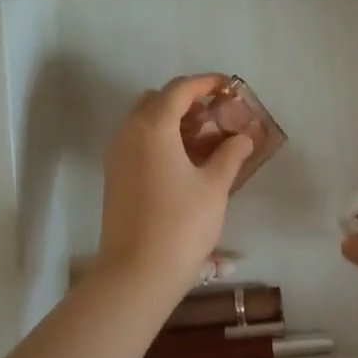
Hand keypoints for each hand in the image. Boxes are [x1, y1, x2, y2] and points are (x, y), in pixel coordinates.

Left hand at [95, 74, 252, 302]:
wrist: (136, 274)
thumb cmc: (181, 224)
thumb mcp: (214, 186)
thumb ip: (230, 154)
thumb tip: (243, 137)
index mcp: (153, 126)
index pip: (179, 89)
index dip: (206, 83)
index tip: (229, 86)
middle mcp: (129, 132)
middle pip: (158, 100)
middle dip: (187, 100)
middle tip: (216, 114)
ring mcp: (117, 154)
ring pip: (145, 121)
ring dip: (173, 120)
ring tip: (206, 139)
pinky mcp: (115, 176)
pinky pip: (138, 141)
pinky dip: (161, 139)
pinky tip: (186, 161)